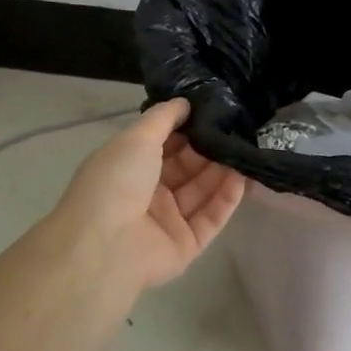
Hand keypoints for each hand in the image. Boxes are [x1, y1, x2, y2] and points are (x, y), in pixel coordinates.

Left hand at [47, 99, 245, 293]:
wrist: (105, 247)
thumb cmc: (115, 183)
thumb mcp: (136, 138)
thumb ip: (163, 118)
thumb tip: (184, 102)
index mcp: (129, 167)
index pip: (164, 144)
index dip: (186, 128)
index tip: (214, 111)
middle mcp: (148, 193)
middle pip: (186, 167)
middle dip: (208, 148)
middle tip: (237, 128)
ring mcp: (167, 221)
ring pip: (201, 191)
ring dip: (222, 171)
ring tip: (245, 149)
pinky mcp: (186, 245)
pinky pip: (211, 217)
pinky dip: (226, 198)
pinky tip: (243, 177)